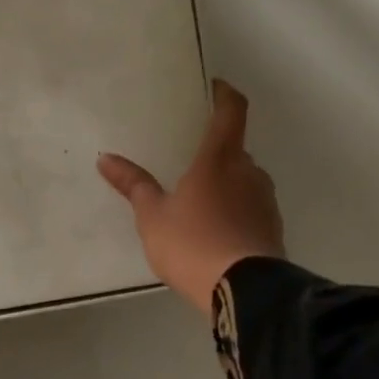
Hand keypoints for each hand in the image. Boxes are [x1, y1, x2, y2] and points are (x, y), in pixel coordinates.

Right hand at [98, 79, 284, 318]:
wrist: (244, 291)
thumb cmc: (192, 244)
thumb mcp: (152, 216)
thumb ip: (133, 185)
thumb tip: (105, 158)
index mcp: (219, 159)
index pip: (231, 112)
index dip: (225, 94)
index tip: (215, 87)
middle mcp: (249, 172)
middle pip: (236, 150)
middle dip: (215, 152)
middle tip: (189, 162)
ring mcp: (265, 201)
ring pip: (244, 180)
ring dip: (226, 184)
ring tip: (198, 203)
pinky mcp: (272, 229)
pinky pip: (251, 208)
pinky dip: (235, 211)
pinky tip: (215, 232)